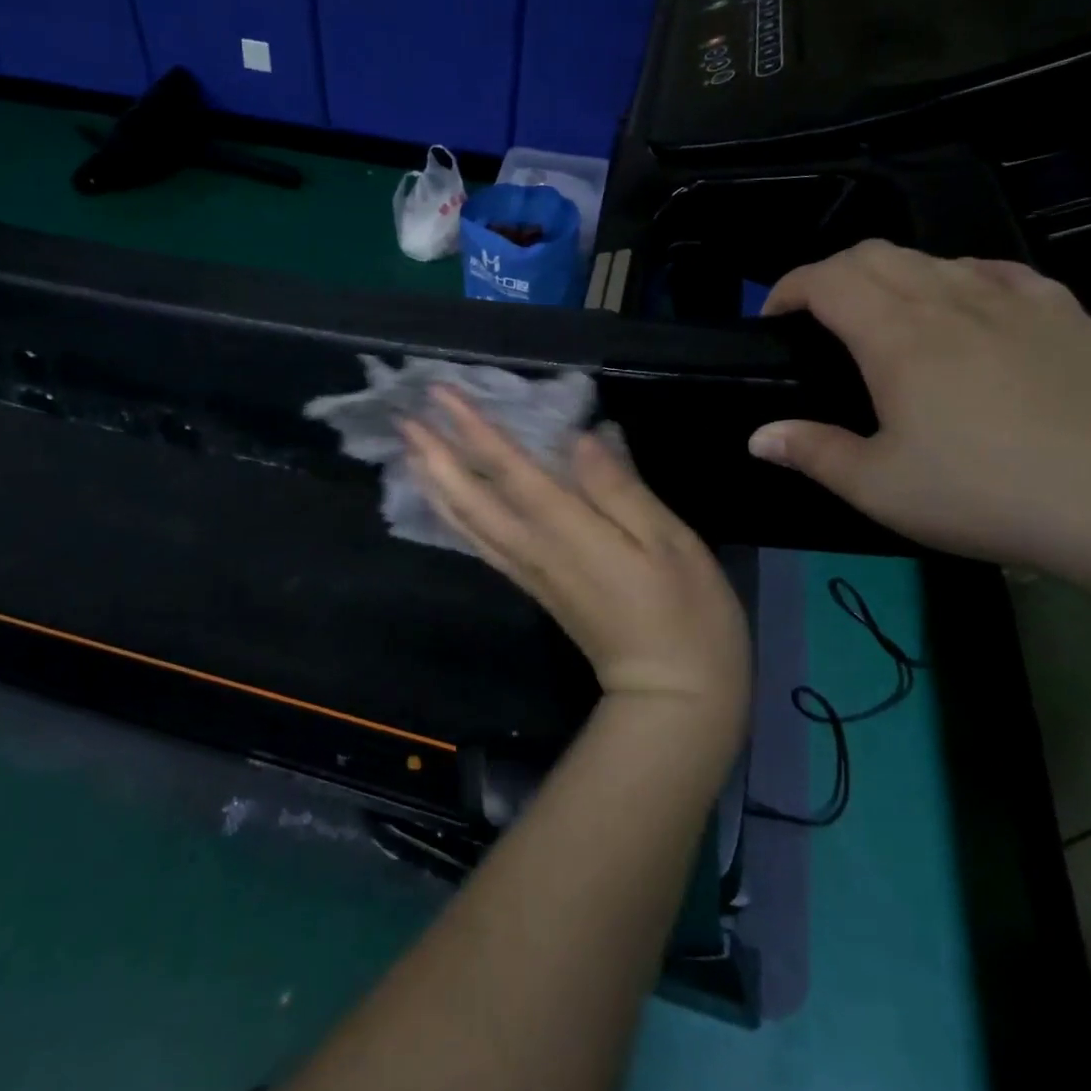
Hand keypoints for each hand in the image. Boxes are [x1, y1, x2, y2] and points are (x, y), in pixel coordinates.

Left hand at [403, 388, 750, 735]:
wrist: (671, 697)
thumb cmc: (685, 613)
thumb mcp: (670, 542)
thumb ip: (620, 488)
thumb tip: (581, 438)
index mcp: (565, 530)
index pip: (506, 468)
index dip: (471, 428)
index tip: (440, 393)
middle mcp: (532, 548)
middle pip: (468, 496)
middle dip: (434, 454)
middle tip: (405, 418)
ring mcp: (527, 570)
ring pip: (464, 522)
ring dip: (434, 483)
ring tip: (410, 452)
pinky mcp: (531, 586)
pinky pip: (478, 543)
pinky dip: (453, 516)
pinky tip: (446, 502)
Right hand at [749, 240, 1090, 572]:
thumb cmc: (985, 494)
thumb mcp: (878, 487)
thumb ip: (811, 452)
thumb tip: (758, 436)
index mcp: (898, 338)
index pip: (827, 279)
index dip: (788, 288)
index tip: (772, 318)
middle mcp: (950, 302)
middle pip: (875, 254)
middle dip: (831, 274)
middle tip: (817, 317)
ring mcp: (1015, 301)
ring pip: (933, 258)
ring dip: (890, 275)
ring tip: (884, 318)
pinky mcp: (1067, 314)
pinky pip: (997, 272)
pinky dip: (959, 278)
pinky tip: (964, 310)